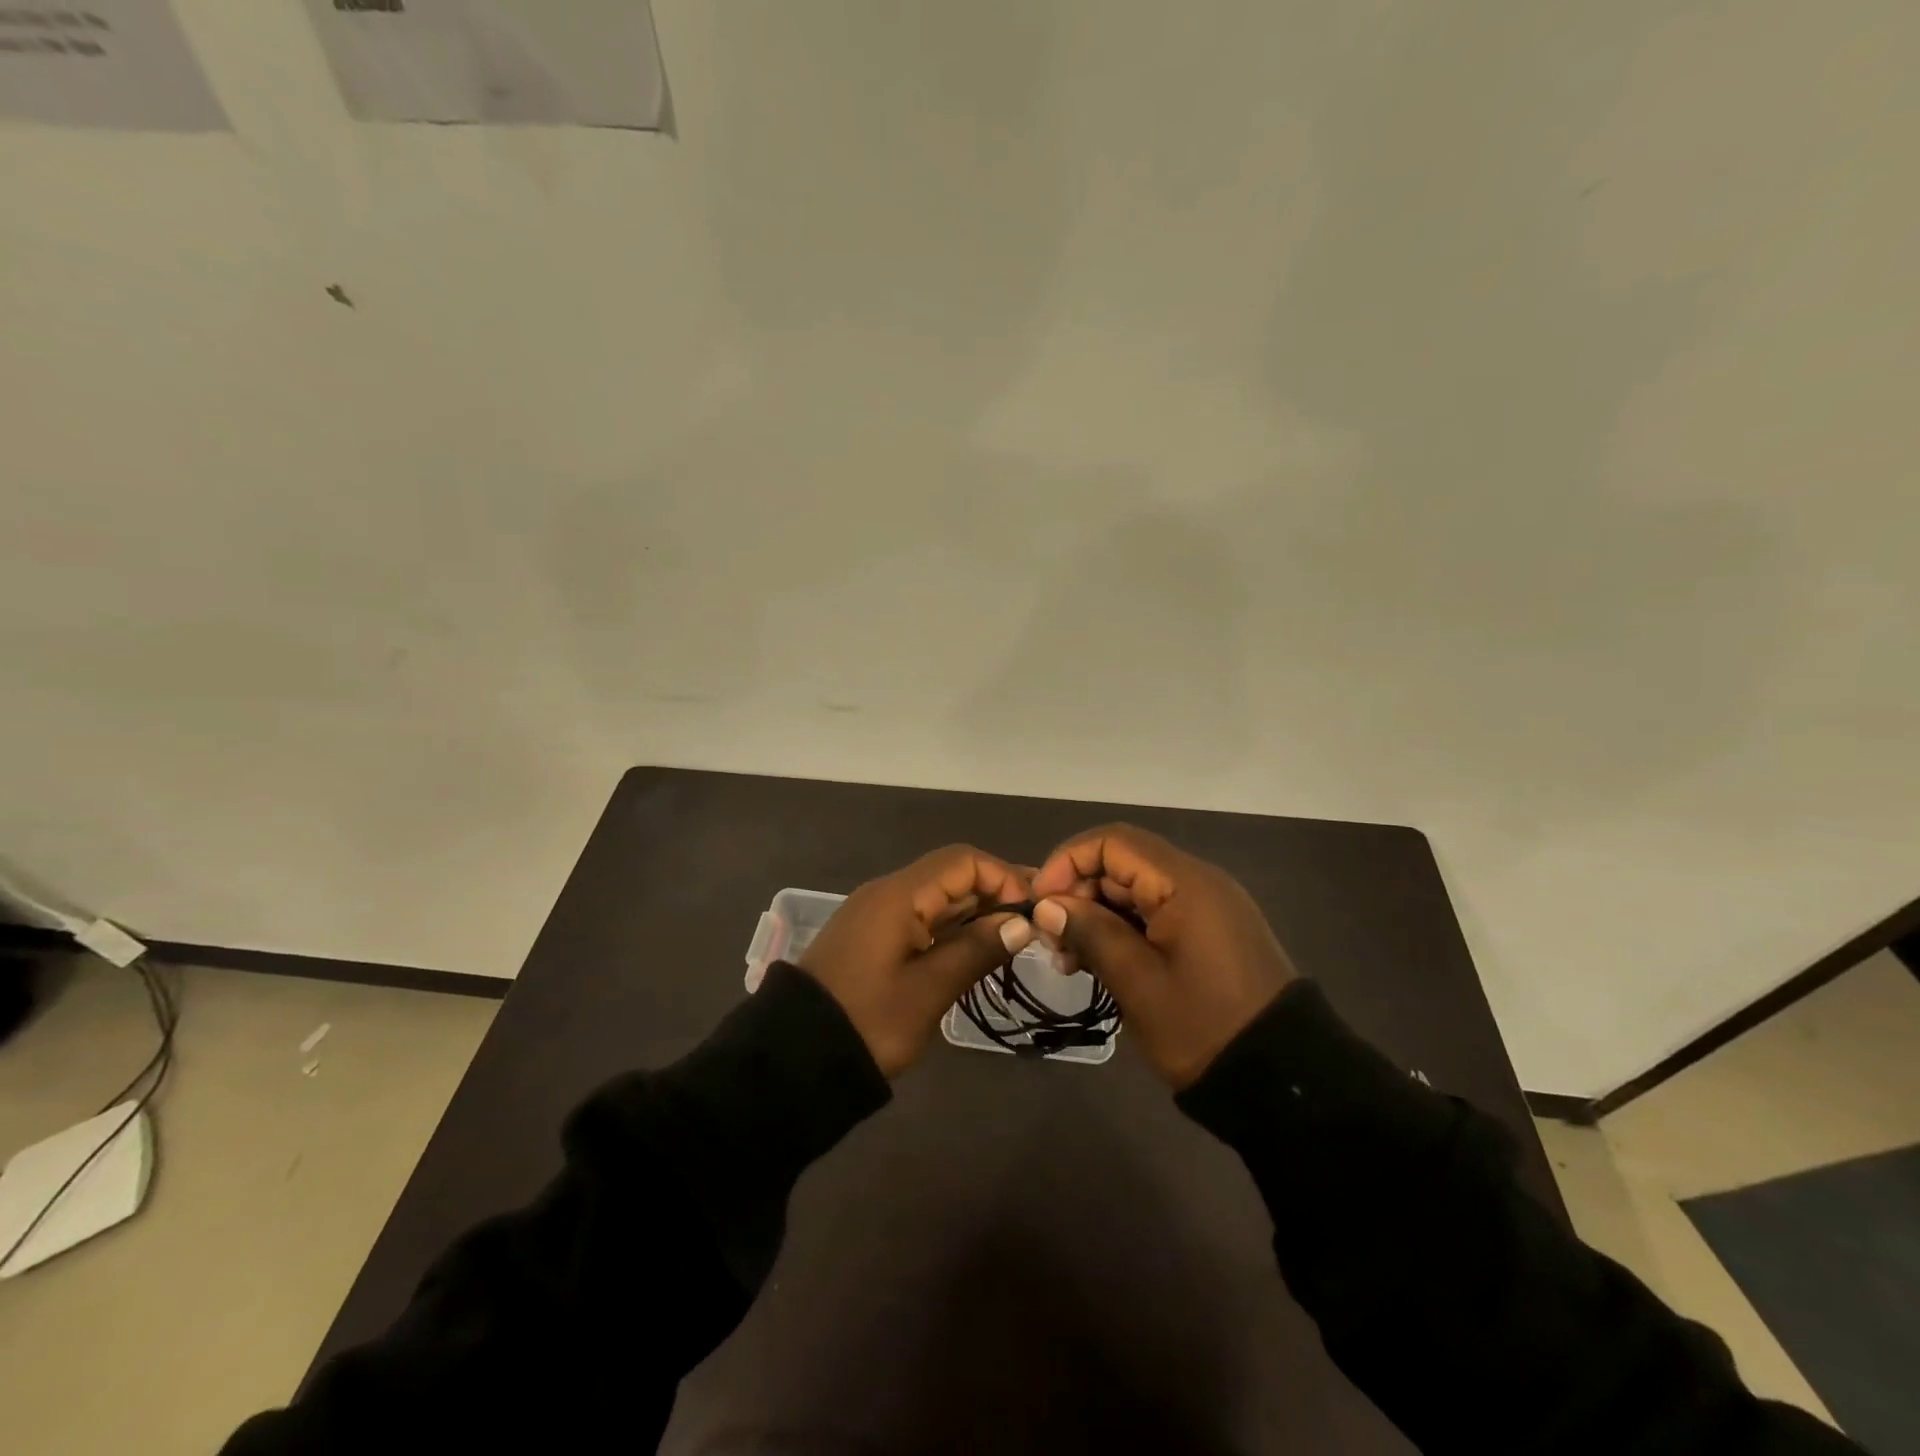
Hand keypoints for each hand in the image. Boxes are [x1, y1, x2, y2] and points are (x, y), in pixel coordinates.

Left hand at [800, 846, 1035, 1077]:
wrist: (795, 1059)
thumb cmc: (868, 1021)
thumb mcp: (929, 989)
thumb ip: (977, 950)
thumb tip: (1021, 923)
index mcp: (899, 895)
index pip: (963, 861)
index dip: (1003, 877)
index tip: (1035, 908)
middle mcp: (888, 893)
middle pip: (951, 875)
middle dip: (994, 893)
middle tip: (1037, 922)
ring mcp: (878, 916)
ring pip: (938, 898)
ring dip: (976, 912)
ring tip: (1016, 936)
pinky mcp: (873, 939)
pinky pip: (922, 918)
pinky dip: (953, 928)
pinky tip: (978, 948)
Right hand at [1029, 825, 1297, 1088]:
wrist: (1283, 1082)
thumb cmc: (1204, 1028)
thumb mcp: (1138, 983)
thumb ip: (1091, 933)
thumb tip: (1047, 906)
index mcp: (1185, 883)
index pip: (1112, 842)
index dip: (1067, 862)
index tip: (1040, 903)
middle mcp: (1197, 882)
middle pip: (1122, 864)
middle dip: (1078, 894)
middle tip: (1051, 943)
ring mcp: (1205, 907)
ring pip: (1134, 891)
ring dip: (1096, 916)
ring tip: (1069, 961)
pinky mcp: (1207, 932)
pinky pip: (1154, 914)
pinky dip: (1121, 930)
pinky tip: (1098, 963)